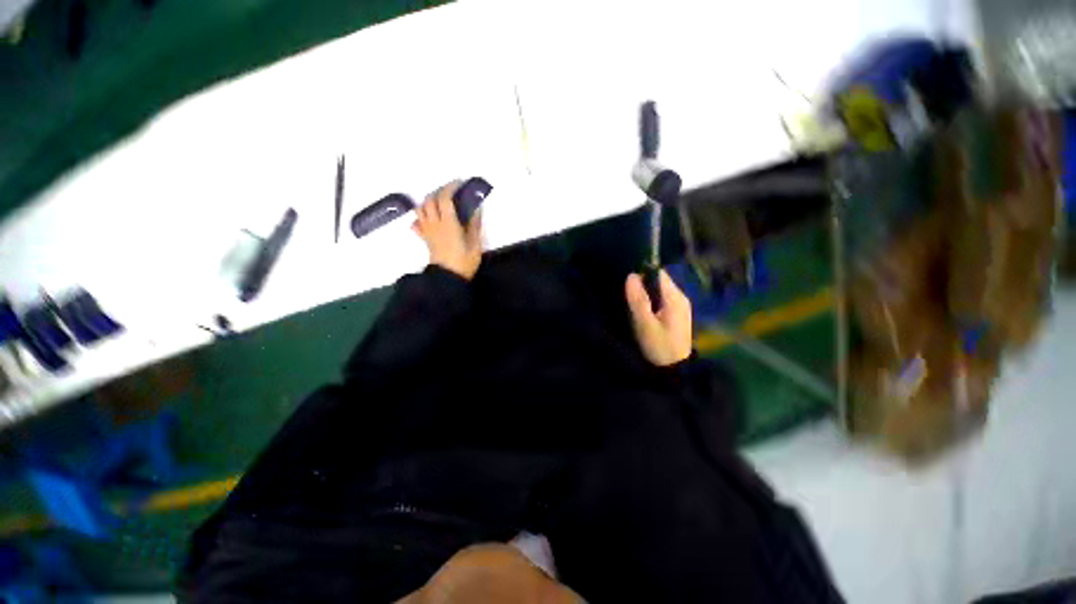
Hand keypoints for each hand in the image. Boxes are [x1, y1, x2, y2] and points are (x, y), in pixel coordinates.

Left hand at [413, 181, 482, 279]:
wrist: (448, 278)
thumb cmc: (464, 261)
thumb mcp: (475, 243)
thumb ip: (474, 224)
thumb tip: (476, 208)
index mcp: (448, 223)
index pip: (444, 198)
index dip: (450, 187)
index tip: (459, 183)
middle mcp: (435, 223)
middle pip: (430, 200)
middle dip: (439, 191)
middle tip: (451, 192)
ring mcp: (427, 231)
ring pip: (421, 209)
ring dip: (429, 201)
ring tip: (440, 203)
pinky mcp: (425, 239)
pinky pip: (416, 223)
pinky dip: (420, 217)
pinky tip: (428, 219)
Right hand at [625, 270, 692, 366]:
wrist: (676, 369)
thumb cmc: (660, 346)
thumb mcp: (645, 324)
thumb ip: (638, 300)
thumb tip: (631, 275)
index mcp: (675, 298)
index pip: (659, 273)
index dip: (643, 273)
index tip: (628, 284)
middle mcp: (681, 298)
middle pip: (659, 281)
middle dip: (643, 285)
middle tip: (628, 297)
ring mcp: (680, 306)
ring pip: (659, 291)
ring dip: (646, 294)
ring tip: (634, 305)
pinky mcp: (677, 314)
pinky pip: (662, 300)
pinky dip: (651, 302)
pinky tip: (644, 313)